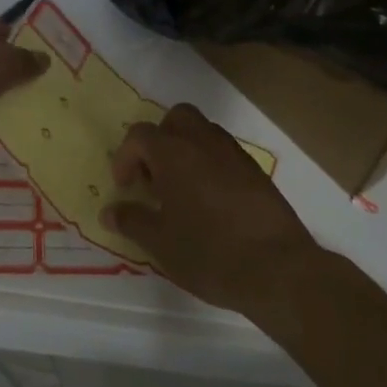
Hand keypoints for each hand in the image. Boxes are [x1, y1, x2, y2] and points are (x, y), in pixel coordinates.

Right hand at [102, 103, 320, 318]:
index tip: (126, 188)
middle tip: (154, 176)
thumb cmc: (208, 253)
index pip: (140, 135)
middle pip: (177, 118)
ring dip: (186, 150)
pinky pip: (225, 153)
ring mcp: (235, 154)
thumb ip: (132, 220)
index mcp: (174, 153)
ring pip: (204, 132)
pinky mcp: (256, 172)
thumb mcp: (159, 243)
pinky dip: (210, 164)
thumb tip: (110, 211)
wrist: (276, 268)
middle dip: (160, 140)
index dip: (126, 157)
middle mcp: (205, 142)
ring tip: (180, 190)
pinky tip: (209, 202)